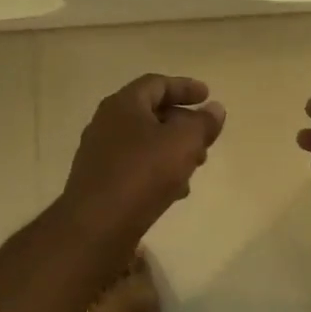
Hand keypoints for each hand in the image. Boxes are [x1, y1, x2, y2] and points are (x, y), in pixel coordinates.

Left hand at [62, 74, 225, 242]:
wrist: (96, 227)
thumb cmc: (142, 173)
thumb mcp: (184, 142)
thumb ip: (203, 123)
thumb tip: (214, 109)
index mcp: (123, 104)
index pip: (156, 84)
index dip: (185, 87)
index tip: (208, 95)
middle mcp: (106, 123)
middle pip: (151, 113)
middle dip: (182, 123)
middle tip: (205, 137)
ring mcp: (100, 154)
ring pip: (144, 142)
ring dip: (172, 149)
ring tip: (195, 166)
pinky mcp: (100, 182)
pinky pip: (135, 166)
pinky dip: (157, 170)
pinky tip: (174, 191)